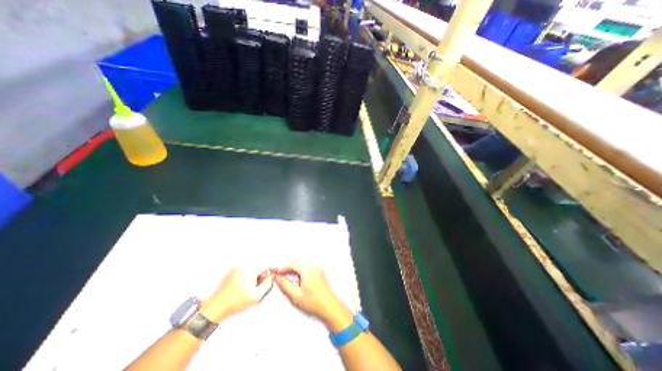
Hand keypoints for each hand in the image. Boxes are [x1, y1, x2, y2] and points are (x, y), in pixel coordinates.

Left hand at [200, 266, 275, 322]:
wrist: (214, 308)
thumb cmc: (234, 303)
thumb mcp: (256, 296)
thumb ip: (268, 284)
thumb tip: (273, 276)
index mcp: (250, 270)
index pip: (267, 263)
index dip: (273, 267)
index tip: (276, 272)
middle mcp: (243, 265)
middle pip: (260, 265)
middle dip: (262, 274)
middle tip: (259, 286)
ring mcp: (237, 267)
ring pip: (253, 267)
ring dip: (255, 275)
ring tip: (250, 288)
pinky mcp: (232, 270)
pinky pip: (246, 269)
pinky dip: (249, 275)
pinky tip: (244, 286)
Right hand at [274, 260, 353, 329]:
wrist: (329, 307)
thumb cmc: (314, 302)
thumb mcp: (295, 295)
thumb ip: (284, 284)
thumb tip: (277, 278)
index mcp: (307, 269)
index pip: (292, 264)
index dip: (282, 268)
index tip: (276, 273)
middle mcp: (313, 266)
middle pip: (297, 263)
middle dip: (288, 269)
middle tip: (280, 276)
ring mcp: (318, 268)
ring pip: (302, 266)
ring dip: (294, 270)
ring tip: (287, 280)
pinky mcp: (320, 272)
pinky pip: (307, 268)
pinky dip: (300, 272)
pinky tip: (297, 281)